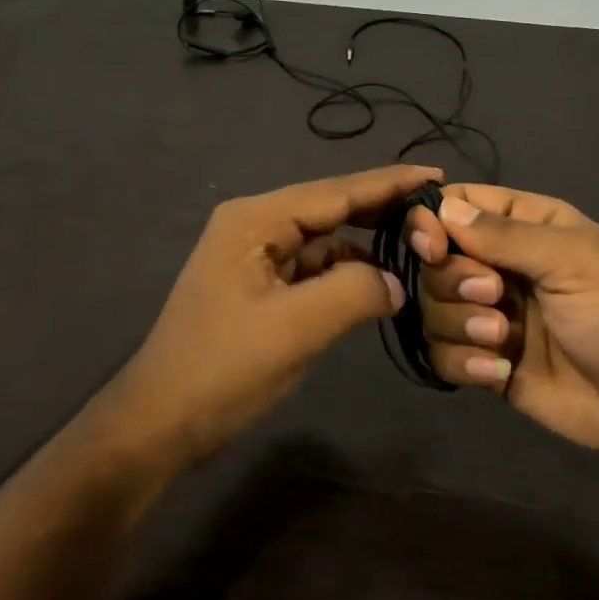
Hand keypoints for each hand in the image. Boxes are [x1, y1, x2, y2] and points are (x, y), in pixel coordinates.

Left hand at [119, 165, 440, 466]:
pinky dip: (346, 275)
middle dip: (382, 212)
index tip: (437, 176)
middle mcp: (254, 227)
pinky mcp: (259, 289)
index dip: (389, 183)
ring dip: (367, 247)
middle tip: (437, 213)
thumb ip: (356, 291)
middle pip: (330, 210)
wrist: (161, 422)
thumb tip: (397, 283)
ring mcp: (254, 259)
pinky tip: (378, 285)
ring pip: (324, 242)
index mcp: (255, 221)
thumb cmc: (224, 368)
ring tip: (419, 251)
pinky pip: (313, 270)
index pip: (335, 191)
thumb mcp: (297, 327)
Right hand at [408, 185, 598, 470]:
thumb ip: (505, 235)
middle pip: (435, 260)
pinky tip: (499, 373)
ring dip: (460, 323)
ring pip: (433, 309)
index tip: (431, 243)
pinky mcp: (486, 363)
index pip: (458, 206)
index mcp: (524, 227)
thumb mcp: (572, 259)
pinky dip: (463, 362)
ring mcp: (489, 317)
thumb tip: (443, 208)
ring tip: (503, 339)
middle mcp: (500, 267)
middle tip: (494, 295)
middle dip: (454, 279)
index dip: (433, 220)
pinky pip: (443, 355)